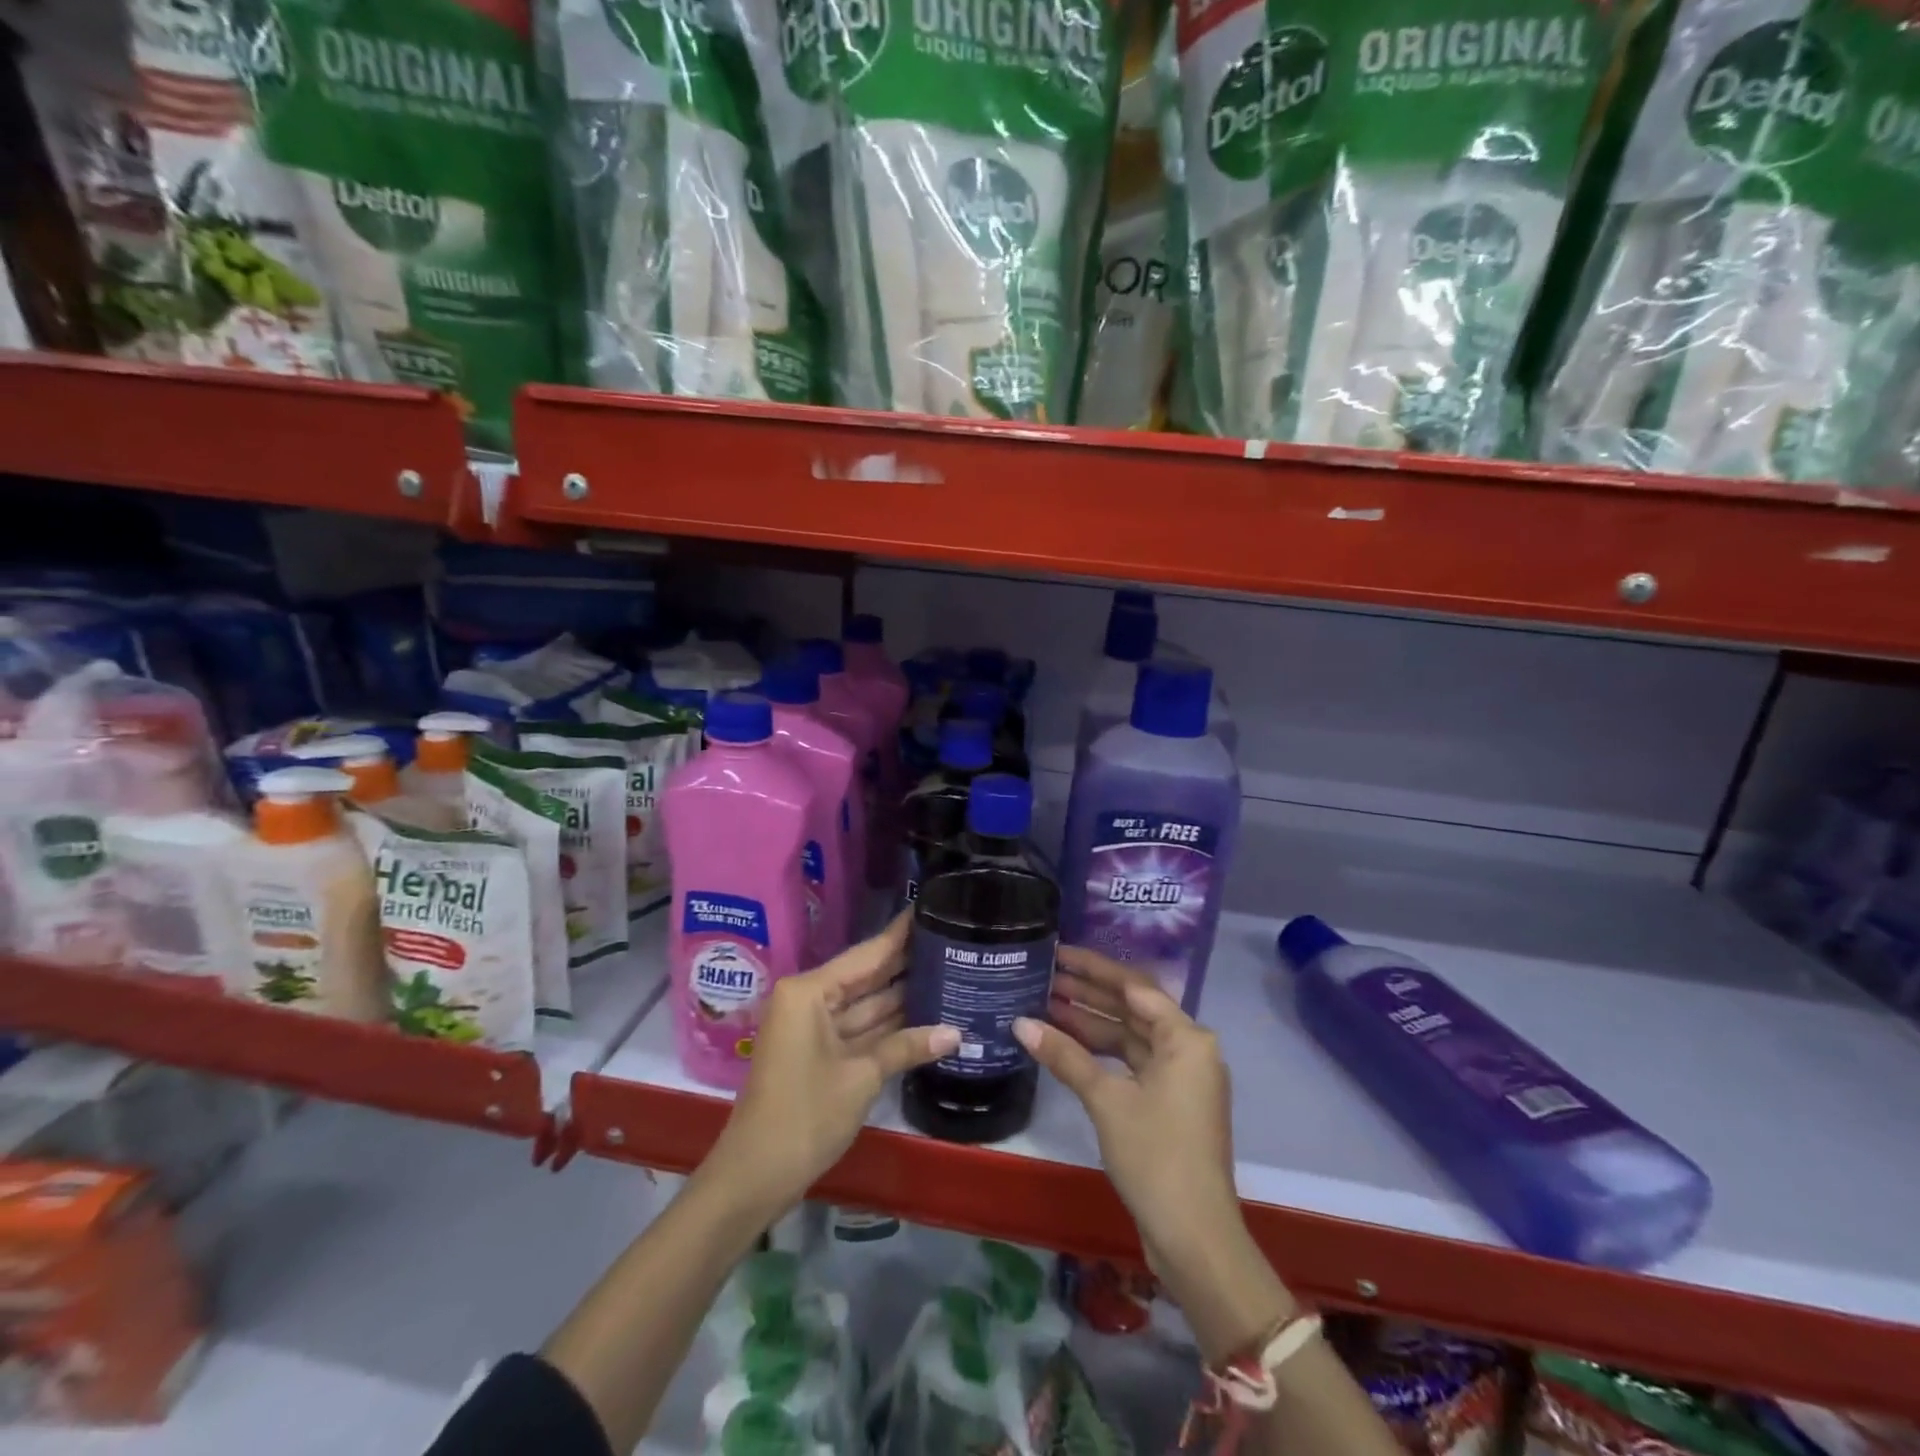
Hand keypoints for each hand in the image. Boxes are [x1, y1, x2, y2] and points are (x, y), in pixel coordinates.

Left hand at [710, 913, 957, 1211]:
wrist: (755, 1177)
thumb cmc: (804, 1116)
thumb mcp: (860, 1078)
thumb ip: (907, 1047)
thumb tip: (956, 1032)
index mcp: (810, 991)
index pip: (867, 954)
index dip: (900, 934)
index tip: (931, 907)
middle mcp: (810, 999)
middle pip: (867, 975)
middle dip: (907, 963)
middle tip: (953, 939)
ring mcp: (814, 1027)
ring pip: (866, 1003)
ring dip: (903, 995)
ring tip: (950, 971)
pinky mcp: (819, 1052)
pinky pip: (860, 1028)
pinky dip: (889, 1026)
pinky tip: (927, 1014)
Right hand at [1014, 946, 1244, 1287]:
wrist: (1195, 1238)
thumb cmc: (1156, 1157)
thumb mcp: (1107, 1101)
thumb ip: (1065, 1056)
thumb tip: (1020, 1023)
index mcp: (1187, 1038)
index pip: (1134, 988)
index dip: (1094, 969)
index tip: (1059, 953)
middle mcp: (1189, 1050)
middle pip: (1133, 1010)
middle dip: (1088, 994)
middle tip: (1045, 975)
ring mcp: (1180, 1079)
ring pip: (1130, 1038)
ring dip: (1091, 1023)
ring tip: (1045, 1004)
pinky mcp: (1169, 1104)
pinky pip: (1131, 1063)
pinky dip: (1101, 1054)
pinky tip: (1066, 1044)